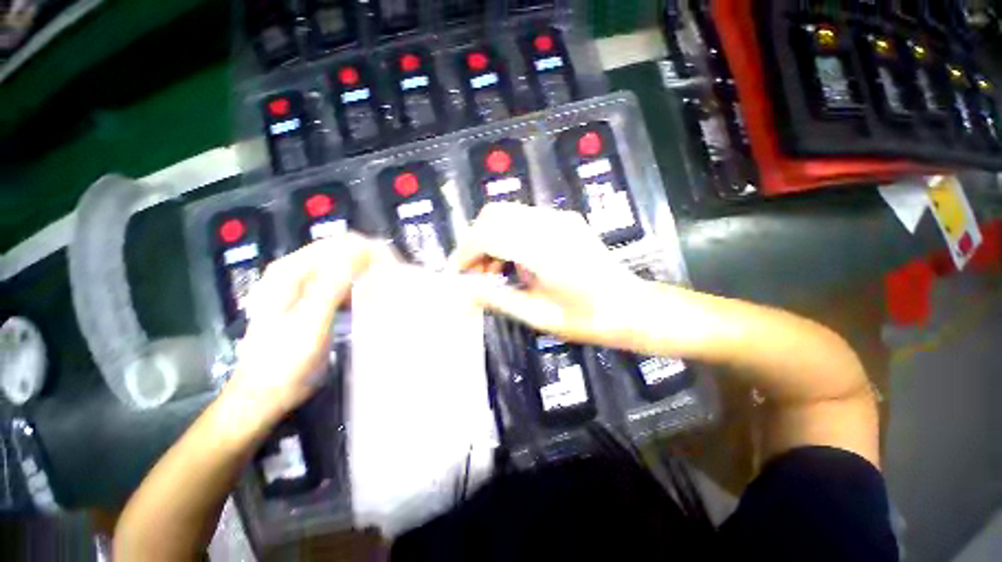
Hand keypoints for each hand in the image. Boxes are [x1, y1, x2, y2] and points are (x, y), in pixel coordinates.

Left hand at [225, 233, 395, 424]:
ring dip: (369, 272)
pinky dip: (360, 285)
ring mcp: (303, 283)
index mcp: (291, 270)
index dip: (372, 252)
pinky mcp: (311, 297)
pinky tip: (371, 298)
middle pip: (344, 250)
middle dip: (373, 260)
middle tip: (396, 280)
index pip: (342, 244)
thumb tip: (362, 250)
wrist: (263, 394)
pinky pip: (343, 280)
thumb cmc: (285, 362)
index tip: (396, 270)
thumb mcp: (310, 324)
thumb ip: (332, 285)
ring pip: (345, 264)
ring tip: (388, 288)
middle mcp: (296, 269)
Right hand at [450, 203, 643, 347]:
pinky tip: (513, 262)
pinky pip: (524, 219)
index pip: (489, 234)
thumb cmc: (589, 319)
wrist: (632, 308)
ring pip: (508, 214)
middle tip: (475, 272)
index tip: (458, 274)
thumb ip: (498, 299)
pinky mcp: (565, 220)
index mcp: (545, 250)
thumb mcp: (539, 315)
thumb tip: (464, 290)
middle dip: (475, 241)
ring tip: (492, 271)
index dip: (466, 252)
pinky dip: (508, 236)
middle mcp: (551, 224)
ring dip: (491, 238)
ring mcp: (560, 218)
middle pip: (494, 214)